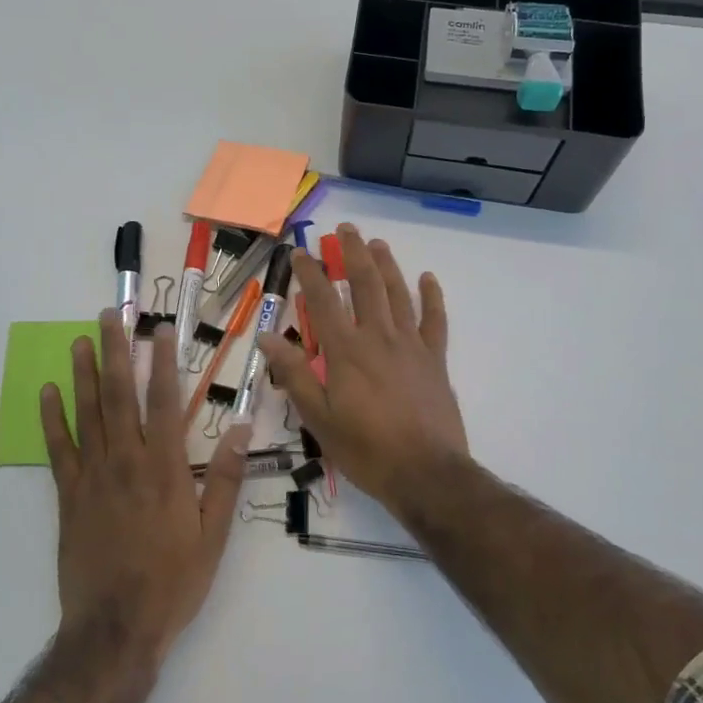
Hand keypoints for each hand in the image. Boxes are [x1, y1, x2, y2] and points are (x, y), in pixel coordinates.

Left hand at [41, 311, 250, 664]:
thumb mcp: (213, 536)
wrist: (116, 628)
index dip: (162, 363)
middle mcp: (126, 462)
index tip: (159, 330)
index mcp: (164, 469)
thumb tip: (242, 430)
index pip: (163, 403)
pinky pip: (58, 450)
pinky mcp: (68, 497)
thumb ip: (225, 480)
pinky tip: (47, 393)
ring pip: (86, 414)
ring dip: (82, 374)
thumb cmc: (172, 582)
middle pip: (118, 396)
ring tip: (78, 340)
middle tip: (109, 316)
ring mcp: (93, 478)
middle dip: (114, 352)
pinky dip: (52, 419)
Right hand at [261, 224, 469, 514]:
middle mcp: (378, 336)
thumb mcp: (318, 418)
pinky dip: (431, 296)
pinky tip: (428, 278)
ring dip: (386, 265)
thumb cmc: (365, 449)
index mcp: (346, 350)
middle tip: (346, 230)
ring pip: (398, 293)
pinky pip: (435, 320)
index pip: (323, 299)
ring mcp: (411, 344)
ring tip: (377, 243)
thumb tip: (267, 337)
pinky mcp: (435, 359)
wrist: (426, 472)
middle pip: (365, 283)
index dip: (309, 272)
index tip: (299, 252)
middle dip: (353, 253)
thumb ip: (294, 374)